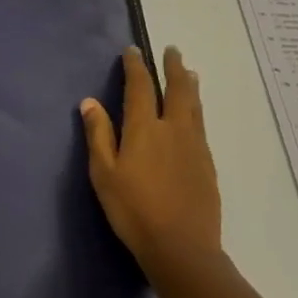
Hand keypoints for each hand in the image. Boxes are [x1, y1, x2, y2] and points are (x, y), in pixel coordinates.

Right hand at [80, 46, 221, 267]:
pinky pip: (201, 124)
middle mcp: (173, 129)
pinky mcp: (207, 164)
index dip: (136, 66)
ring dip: (189, 85)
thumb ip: (98, 135)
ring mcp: (194, 146)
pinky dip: (196, 108)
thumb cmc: (133, 210)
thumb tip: (90, 102)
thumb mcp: (104, 173)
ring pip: (194, 105)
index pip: (140, 87)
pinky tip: (194, 114)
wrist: (181, 247)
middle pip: (176, 89)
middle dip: (173, 67)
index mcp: (144, 129)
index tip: (133, 50)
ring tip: (189, 72)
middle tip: (172, 51)